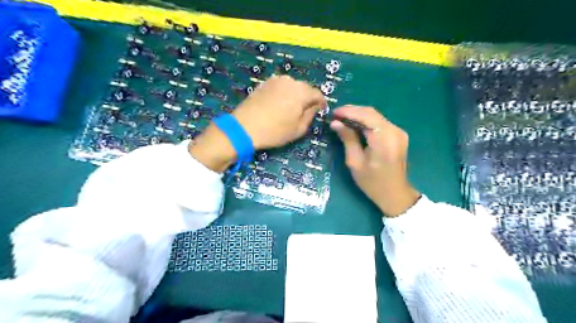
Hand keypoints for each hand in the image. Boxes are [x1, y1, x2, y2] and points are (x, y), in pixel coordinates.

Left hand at [189, 76, 322, 172]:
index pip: (317, 94)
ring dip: (294, 95)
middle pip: (304, 88)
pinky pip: (280, 87)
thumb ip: (310, 115)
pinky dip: (283, 94)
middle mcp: (290, 81)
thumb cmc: (275, 131)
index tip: (320, 110)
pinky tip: (278, 105)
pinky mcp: (264, 83)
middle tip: (305, 111)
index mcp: (301, 92)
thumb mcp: (298, 129)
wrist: (244, 127)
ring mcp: (275, 80)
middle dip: (307, 98)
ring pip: (292, 86)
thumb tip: (314, 106)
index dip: (321, 103)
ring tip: (290, 109)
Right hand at [331, 107, 421, 216]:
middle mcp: (395, 131)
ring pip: (375, 116)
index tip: (333, 113)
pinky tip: (354, 125)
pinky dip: (366, 121)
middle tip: (336, 116)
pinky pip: (379, 122)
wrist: (395, 194)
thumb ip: (347, 139)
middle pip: (371, 113)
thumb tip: (336, 123)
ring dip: (358, 116)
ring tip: (342, 120)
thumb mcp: (355, 162)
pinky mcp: (398, 135)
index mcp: (384, 139)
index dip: (349, 111)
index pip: (366, 116)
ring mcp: (399, 132)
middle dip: (352, 111)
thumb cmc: (372, 182)